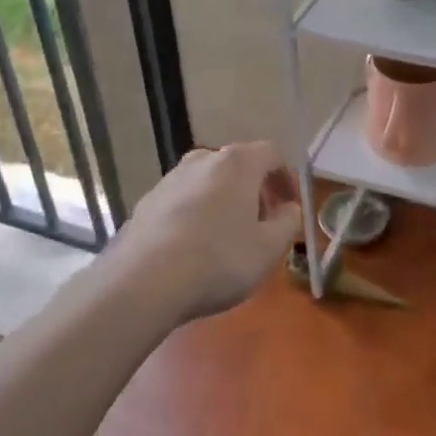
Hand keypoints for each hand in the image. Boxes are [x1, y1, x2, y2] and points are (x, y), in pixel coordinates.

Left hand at [111, 142, 301, 322]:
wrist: (144, 281)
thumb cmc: (219, 260)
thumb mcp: (269, 249)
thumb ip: (288, 223)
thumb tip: (289, 209)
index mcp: (237, 163)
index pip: (271, 154)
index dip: (286, 178)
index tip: (291, 207)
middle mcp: (203, 159)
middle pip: (238, 166)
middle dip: (256, 191)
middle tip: (264, 224)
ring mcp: (170, 178)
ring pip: (209, 183)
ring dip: (225, 202)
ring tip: (229, 239)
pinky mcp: (147, 201)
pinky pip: (184, 201)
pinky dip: (197, 215)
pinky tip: (195, 249)